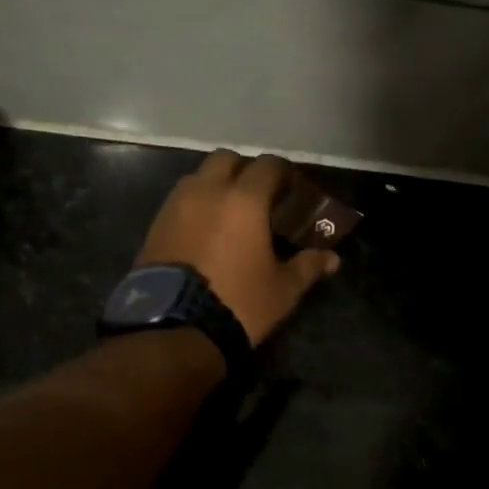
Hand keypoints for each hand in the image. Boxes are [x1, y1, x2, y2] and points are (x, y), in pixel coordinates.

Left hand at [136, 150, 340, 346]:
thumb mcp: (282, 290)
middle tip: (259, 196)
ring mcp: (176, 206)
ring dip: (216, 185)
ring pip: (199, 177)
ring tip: (229, 213)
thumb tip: (333, 259)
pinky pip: (180, 201)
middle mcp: (207, 191)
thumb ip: (308, 266)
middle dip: (245, 170)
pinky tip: (206, 231)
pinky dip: (195, 205)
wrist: (173, 329)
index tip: (292, 189)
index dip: (283, 173)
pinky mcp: (155, 225)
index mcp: (244, 200)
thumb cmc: (238, 303)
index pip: (268, 166)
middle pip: (227, 159)